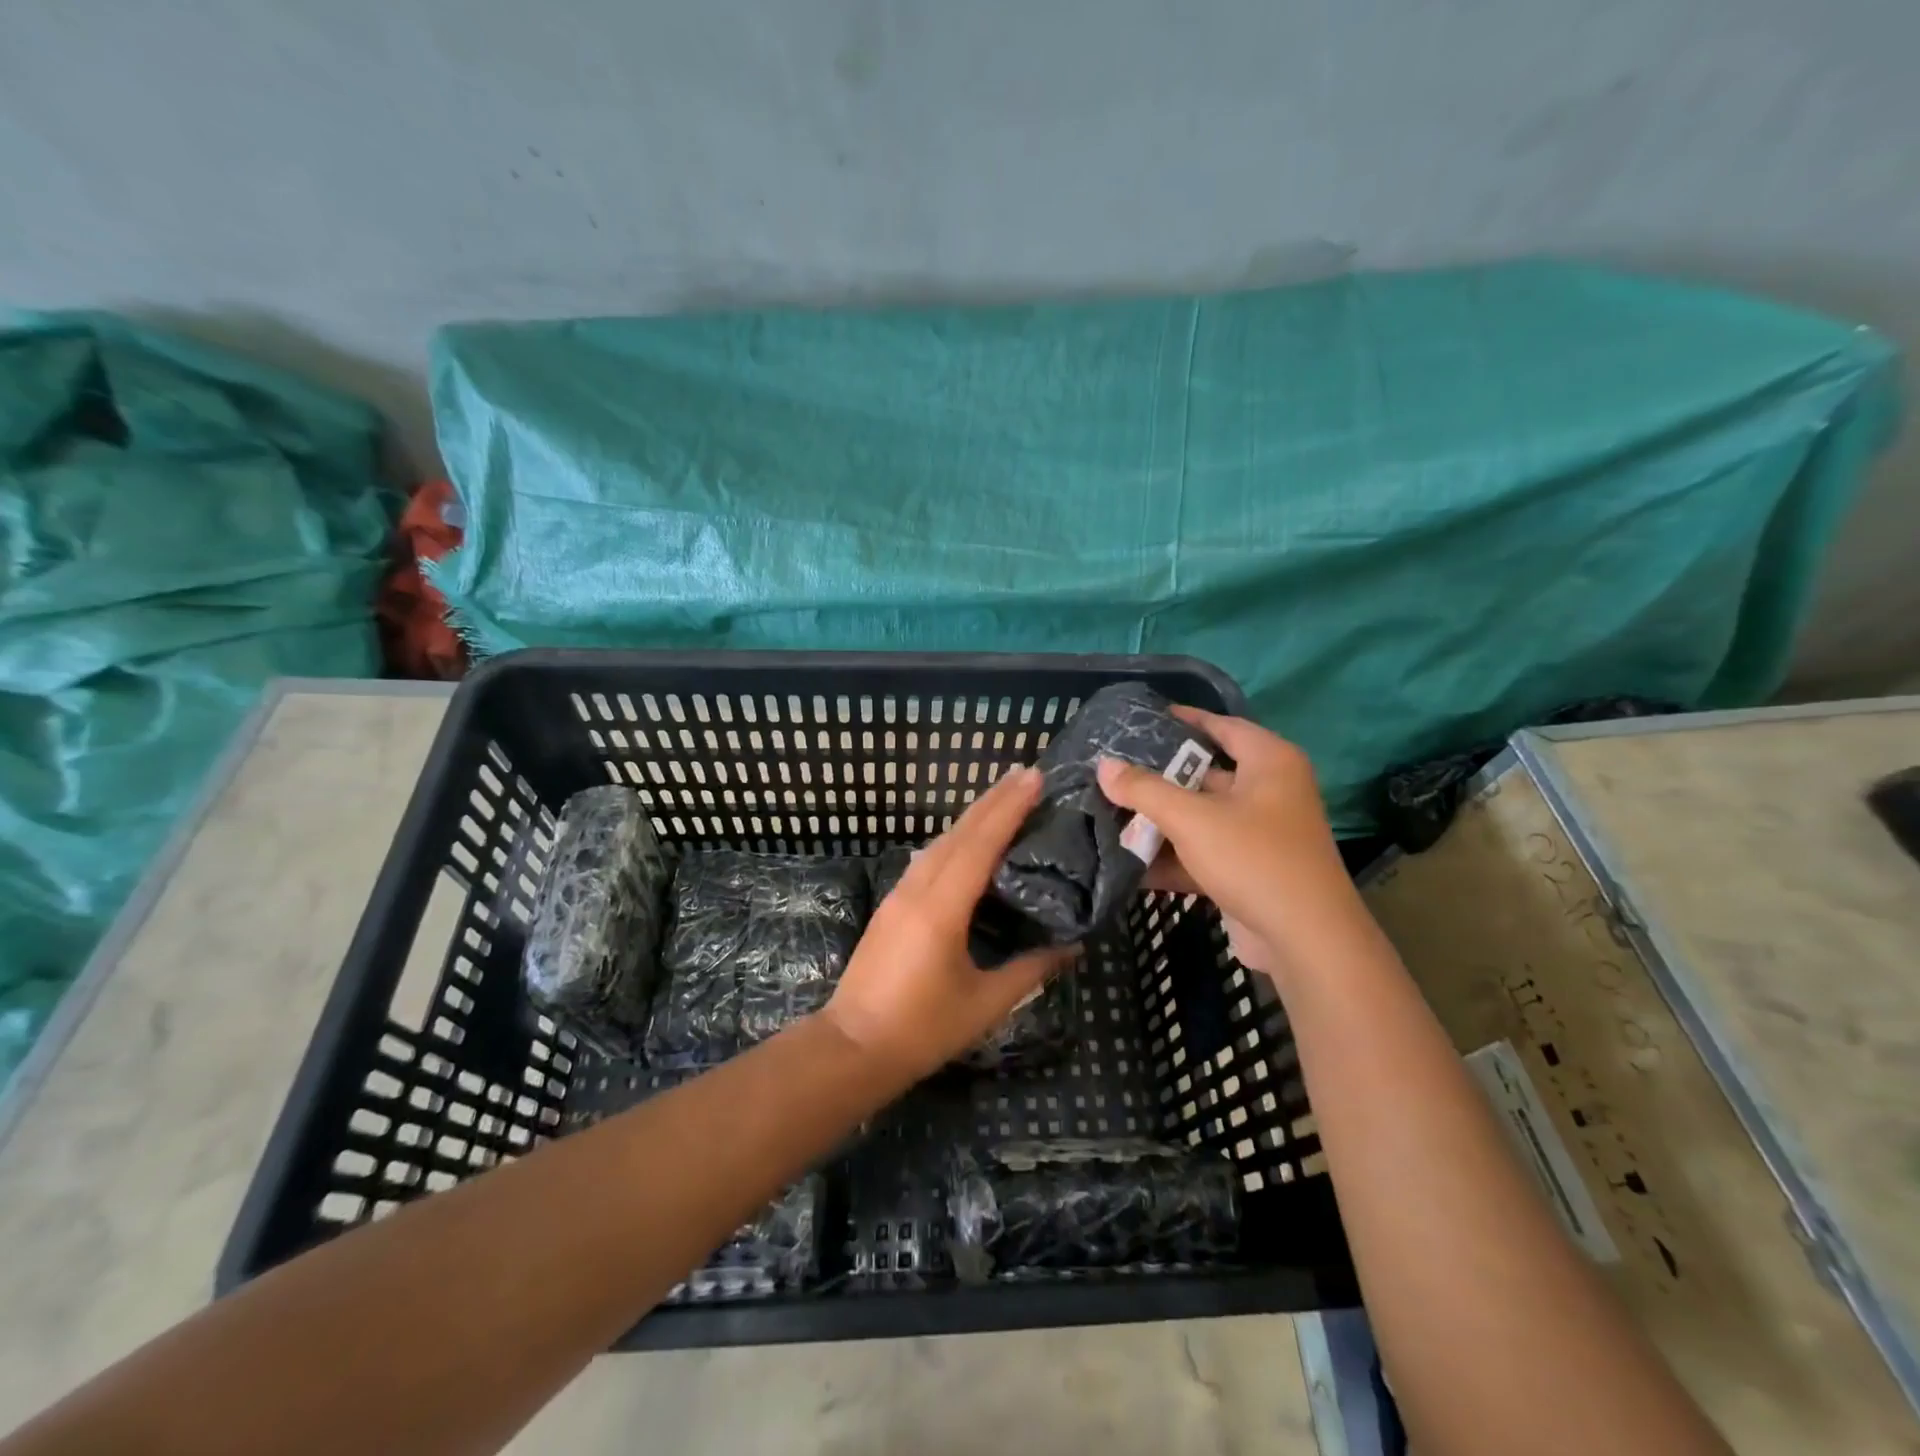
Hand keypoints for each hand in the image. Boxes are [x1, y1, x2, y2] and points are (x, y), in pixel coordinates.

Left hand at [820, 766, 1075, 1084]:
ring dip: (972, 817)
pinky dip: (954, 839)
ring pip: (939, 842)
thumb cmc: (922, 1029)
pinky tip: (967, 840)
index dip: (1008, 808)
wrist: (852, 1047)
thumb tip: (1072, 946)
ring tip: (1003, 797)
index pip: (980, 844)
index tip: (1033, 778)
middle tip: (1026, 773)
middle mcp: (917, 889)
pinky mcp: (891, 905)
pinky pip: (928, 859)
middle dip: (992, 800)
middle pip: (958, 833)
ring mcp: (898, 894)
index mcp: (941, 908)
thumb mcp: (985, 1003)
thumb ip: (1030, 970)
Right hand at [1095, 706, 1364, 985]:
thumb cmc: (1253, 859)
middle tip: (1115, 769)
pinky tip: (1129, 862)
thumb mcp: (1191, 818)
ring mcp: (1261, 834)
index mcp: (1269, 763)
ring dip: (1161, 820)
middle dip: (1161, 776)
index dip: (1185, 719)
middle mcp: (1270, 791)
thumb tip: (1104, 765)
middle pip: (1207, 774)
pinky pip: (1204, 852)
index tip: (1144, 719)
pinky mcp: (1250, 870)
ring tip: (1111, 811)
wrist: (1304, 941)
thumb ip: (1144, 790)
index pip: (1222, 726)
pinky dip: (1173, 856)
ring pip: (1202, 816)